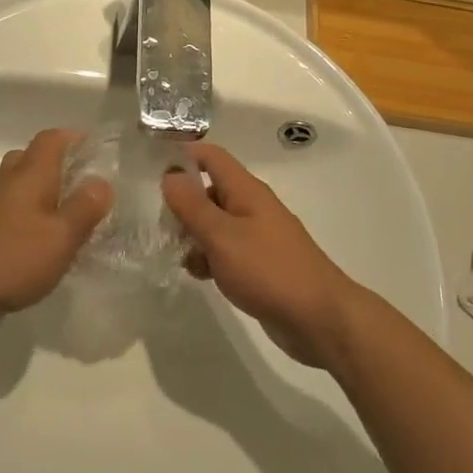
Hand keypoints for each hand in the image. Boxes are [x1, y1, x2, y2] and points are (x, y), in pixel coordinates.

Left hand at [0, 130, 112, 341]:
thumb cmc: (11, 258)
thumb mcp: (60, 236)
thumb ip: (84, 209)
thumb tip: (102, 182)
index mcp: (30, 176)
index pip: (50, 140)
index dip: (73, 138)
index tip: (96, 149)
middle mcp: (9, 187)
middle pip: (30, 160)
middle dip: (56, 165)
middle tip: (83, 183)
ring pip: (20, 191)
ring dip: (44, 198)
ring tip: (73, 218)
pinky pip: (13, 220)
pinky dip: (31, 225)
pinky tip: (47, 250)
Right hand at [161, 143, 361, 366]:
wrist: (319, 318)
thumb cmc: (268, 270)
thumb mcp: (222, 236)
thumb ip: (193, 206)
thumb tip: (170, 175)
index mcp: (246, 190)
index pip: (211, 156)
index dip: (184, 154)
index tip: (152, 166)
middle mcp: (252, 206)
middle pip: (211, 189)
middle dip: (183, 202)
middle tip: (157, 222)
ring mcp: (258, 235)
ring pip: (217, 223)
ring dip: (195, 234)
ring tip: (175, 254)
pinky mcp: (261, 264)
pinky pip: (227, 249)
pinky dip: (211, 257)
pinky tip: (199, 275)